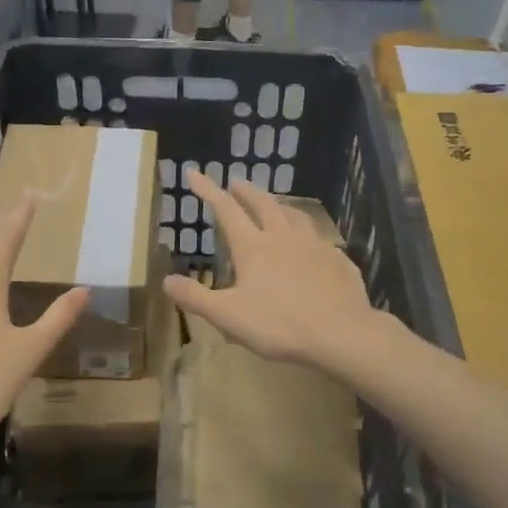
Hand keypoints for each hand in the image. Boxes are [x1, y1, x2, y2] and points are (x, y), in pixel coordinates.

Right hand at [163, 171, 380, 370]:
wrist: (341, 333)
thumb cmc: (279, 325)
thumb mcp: (228, 316)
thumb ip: (196, 298)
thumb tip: (166, 280)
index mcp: (254, 247)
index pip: (226, 211)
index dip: (208, 190)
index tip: (195, 174)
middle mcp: (283, 237)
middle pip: (263, 204)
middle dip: (246, 191)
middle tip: (236, 182)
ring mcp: (314, 245)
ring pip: (295, 215)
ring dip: (280, 205)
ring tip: (275, 204)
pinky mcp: (337, 260)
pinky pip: (319, 238)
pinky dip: (307, 232)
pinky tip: (311, 242)